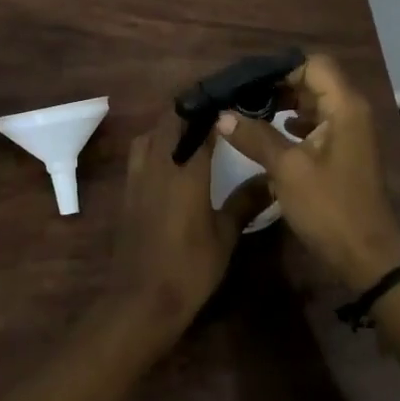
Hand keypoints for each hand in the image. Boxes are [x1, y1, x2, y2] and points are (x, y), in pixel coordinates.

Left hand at [105, 112, 257, 340]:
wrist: (141, 301)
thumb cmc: (189, 268)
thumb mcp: (225, 236)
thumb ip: (246, 202)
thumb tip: (273, 179)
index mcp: (185, 169)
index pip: (198, 122)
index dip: (214, 106)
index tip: (233, 99)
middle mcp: (158, 164)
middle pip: (169, 120)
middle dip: (190, 110)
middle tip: (216, 112)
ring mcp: (137, 177)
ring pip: (149, 134)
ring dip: (168, 126)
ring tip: (191, 132)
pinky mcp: (127, 192)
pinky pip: (139, 154)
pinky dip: (154, 145)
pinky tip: (170, 162)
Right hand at [216, 54, 399, 292]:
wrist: (366, 256)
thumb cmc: (329, 207)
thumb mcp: (287, 170)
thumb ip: (255, 137)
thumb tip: (222, 115)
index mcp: (344, 106)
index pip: (312, 64)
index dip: (280, 69)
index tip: (247, 83)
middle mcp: (351, 111)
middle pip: (313, 80)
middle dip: (277, 85)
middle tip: (241, 97)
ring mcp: (350, 132)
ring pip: (314, 102)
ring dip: (284, 104)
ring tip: (249, 112)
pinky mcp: (344, 151)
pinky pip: (318, 123)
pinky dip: (295, 123)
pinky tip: (273, 132)